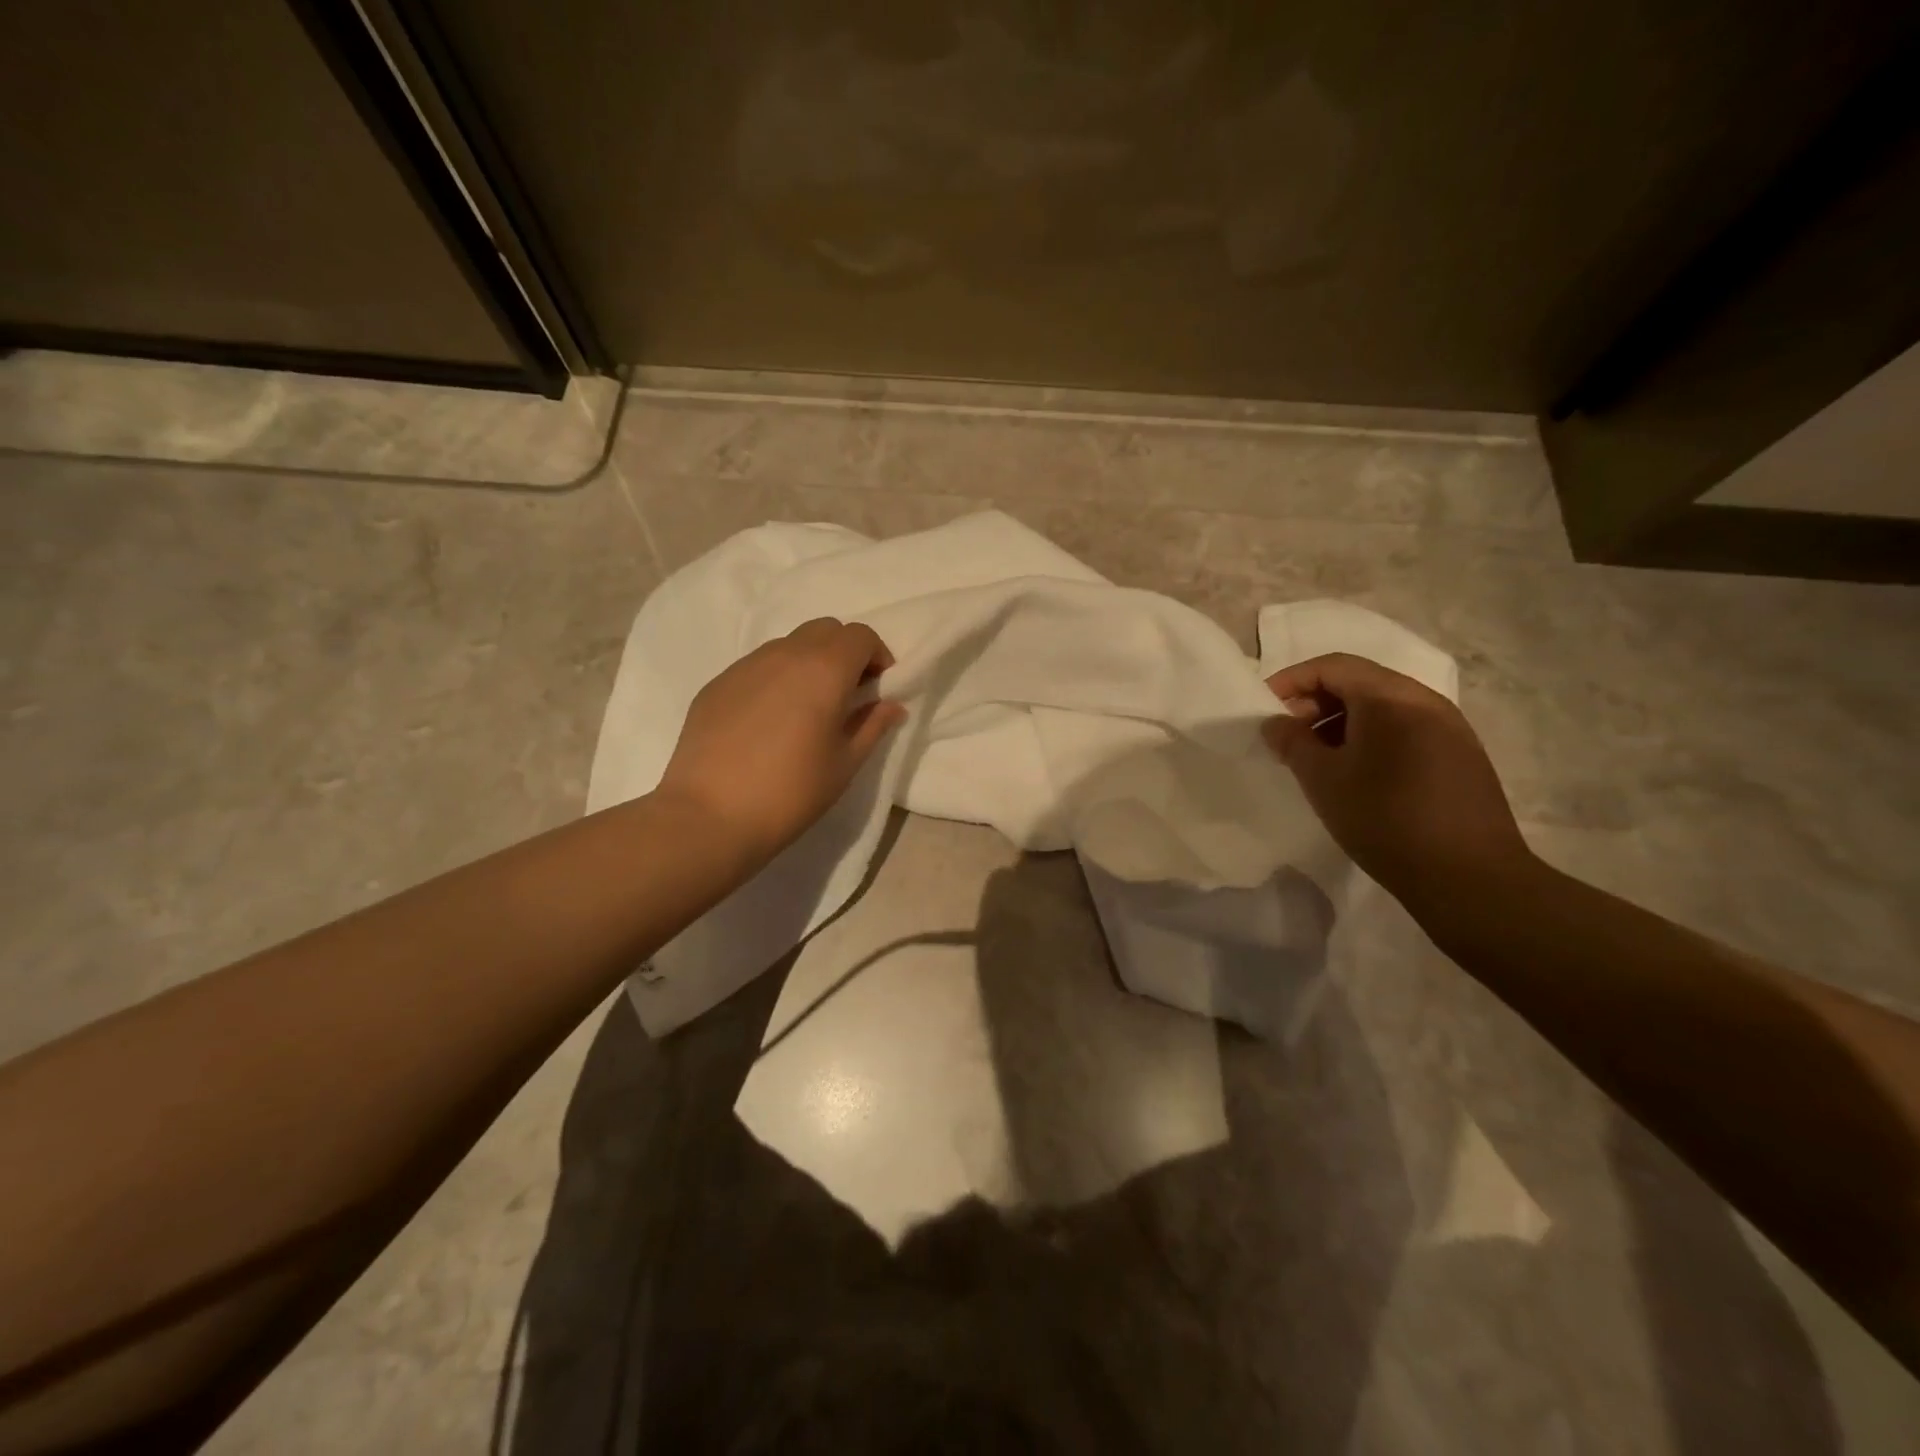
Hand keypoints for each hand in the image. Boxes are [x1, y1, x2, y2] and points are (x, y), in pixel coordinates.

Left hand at [657, 618, 906, 866]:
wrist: (710, 816)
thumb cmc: (791, 792)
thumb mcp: (844, 764)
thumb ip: (872, 726)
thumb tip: (891, 705)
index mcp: (824, 670)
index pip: (860, 636)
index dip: (877, 655)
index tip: (879, 688)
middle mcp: (784, 654)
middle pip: (825, 630)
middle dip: (844, 652)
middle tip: (848, 694)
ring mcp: (745, 666)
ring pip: (788, 645)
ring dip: (809, 663)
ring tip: (807, 708)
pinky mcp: (717, 684)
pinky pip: (757, 666)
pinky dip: (776, 679)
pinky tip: (769, 722)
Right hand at [1262, 653, 1532, 908]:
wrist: (1469, 877)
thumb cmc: (1384, 819)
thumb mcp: (1323, 780)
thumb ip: (1293, 742)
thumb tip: (1277, 723)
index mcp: (1391, 698)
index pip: (1333, 666)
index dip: (1292, 681)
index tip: (1265, 709)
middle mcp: (1426, 701)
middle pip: (1360, 682)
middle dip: (1316, 702)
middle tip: (1288, 736)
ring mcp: (1450, 728)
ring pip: (1384, 707)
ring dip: (1342, 722)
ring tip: (1317, 758)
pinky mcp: (1461, 756)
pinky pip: (1405, 729)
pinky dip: (1371, 738)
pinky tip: (1357, 774)